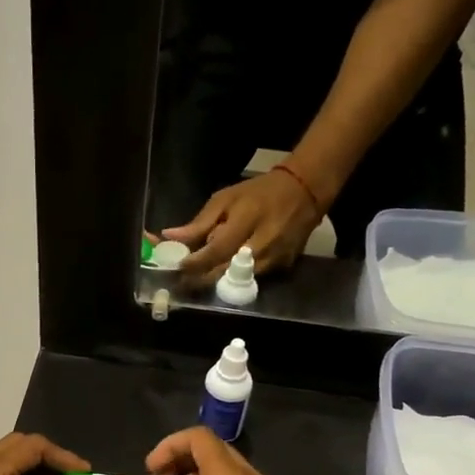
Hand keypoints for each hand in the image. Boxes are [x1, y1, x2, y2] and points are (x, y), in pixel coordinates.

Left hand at [167, 169, 323, 286]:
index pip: (217, 250)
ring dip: (217, 282)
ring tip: (199, 280)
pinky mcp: (284, 267)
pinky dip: (236, 278)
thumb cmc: (259, 192)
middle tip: (182, 283)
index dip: (195, 263)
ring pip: (239, 280)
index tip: (177, 268)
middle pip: (226, 271)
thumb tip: (170, 236)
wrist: (305, 191)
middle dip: (201, 279)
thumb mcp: (226, 199)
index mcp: (247, 220)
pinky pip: (253, 279)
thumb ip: (200, 222)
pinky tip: (224, 274)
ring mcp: (276, 258)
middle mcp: (264, 243)